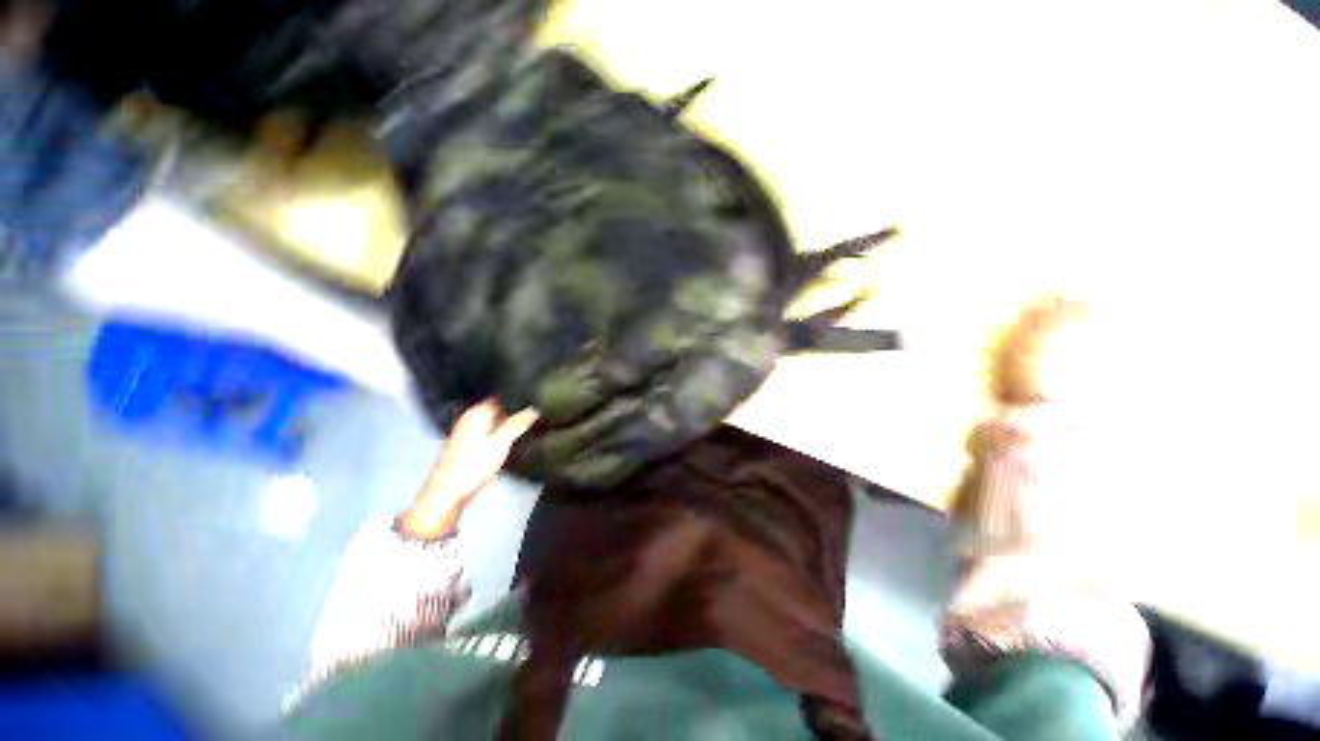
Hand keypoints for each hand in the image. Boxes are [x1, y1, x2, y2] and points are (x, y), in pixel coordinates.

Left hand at [397, 400, 538, 539]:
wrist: (448, 495)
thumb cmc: (470, 467)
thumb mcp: (500, 443)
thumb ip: (518, 423)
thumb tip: (535, 408)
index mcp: (476, 413)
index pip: (502, 395)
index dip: (520, 395)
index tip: (538, 396)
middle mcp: (473, 419)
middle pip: (501, 408)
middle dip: (518, 409)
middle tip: (540, 409)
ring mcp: (473, 433)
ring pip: (500, 422)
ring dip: (514, 423)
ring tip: (534, 421)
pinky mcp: (475, 447)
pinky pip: (496, 433)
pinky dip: (507, 434)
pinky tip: (519, 438)